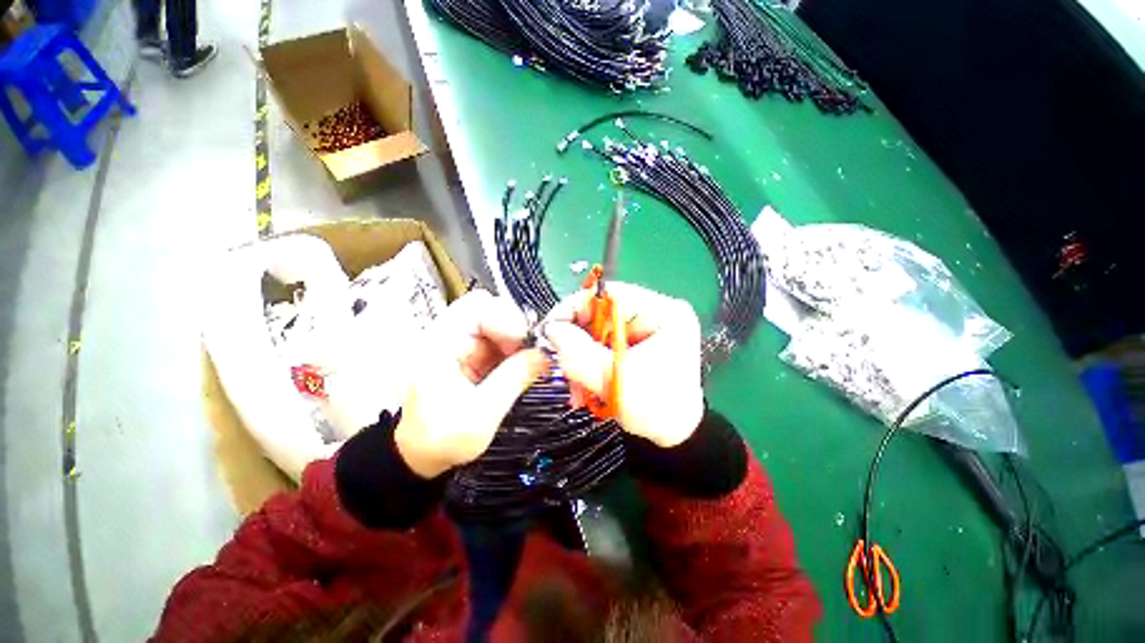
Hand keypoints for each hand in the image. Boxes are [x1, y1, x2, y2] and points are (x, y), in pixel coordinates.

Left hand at [395, 290, 546, 478]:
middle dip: (513, 326)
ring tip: (526, 361)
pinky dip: (513, 348)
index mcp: (438, 346)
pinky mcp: (470, 353)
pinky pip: (497, 338)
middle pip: (487, 307)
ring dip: (515, 338)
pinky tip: (519, 366)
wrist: (422, 454)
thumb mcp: (482, 414)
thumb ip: (514, 379)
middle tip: (529, 350)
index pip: (474, 308)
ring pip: (495, 322)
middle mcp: (447, 336)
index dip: (505, 319)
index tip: (526, 343)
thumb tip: (545, 355)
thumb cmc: (442, 439)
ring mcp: (459, 343)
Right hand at [544, 283, 703, 447]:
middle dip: (576, 340)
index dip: (575, 308)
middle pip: (601, 313)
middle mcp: (655, 312)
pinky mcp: (635, 340)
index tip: (551, 329)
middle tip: (558, 361)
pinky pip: (601, 343)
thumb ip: (580, 354)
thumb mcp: (616, 381)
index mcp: (663, 313)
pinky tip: (584, 384)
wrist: (674, 434)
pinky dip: (588, 362)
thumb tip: (551, 330)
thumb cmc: (657, 410)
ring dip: (580, 356)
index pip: (610, 294)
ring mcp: (645, 326)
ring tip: (575, 386)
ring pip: (597, 330)